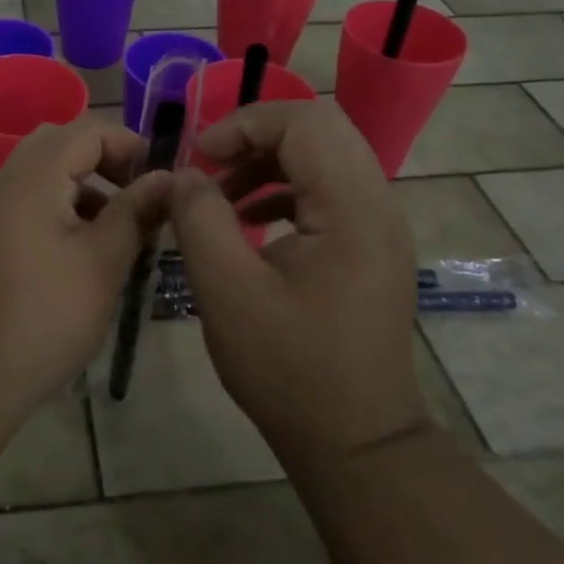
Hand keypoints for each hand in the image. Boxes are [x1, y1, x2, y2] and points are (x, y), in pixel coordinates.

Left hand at [0, 116, 173, 419]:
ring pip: (39, 174)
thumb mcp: (103, 263)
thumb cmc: (46, 318)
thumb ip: (136, 211)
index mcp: (32, 179)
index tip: (158, 179)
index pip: (85, 130)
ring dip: (80, 185)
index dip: (128, 144)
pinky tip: (76, 250)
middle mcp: (2, 183)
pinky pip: (22, 202)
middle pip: (57, 144)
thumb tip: (169, 178)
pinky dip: (55, 206)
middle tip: (136, 195)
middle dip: (103, 160)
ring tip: (114, 227)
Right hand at [169, 100, 425, 466]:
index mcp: (352, 209)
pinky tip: (250, 220)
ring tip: (221, 196)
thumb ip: (199, 219)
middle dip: (255, 136)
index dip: (244, 124)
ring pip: (324, 155)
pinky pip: (328, 188)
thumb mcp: (227, 292)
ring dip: (268, 161)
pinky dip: (285, 188)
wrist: (356, 441)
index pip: (304, 122)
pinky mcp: (371, 244)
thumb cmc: (289, 369)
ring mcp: (380, 224)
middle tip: (210, 167)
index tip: (199, 159)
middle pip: (319, 128)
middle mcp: (378, 204)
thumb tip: (183, 174)